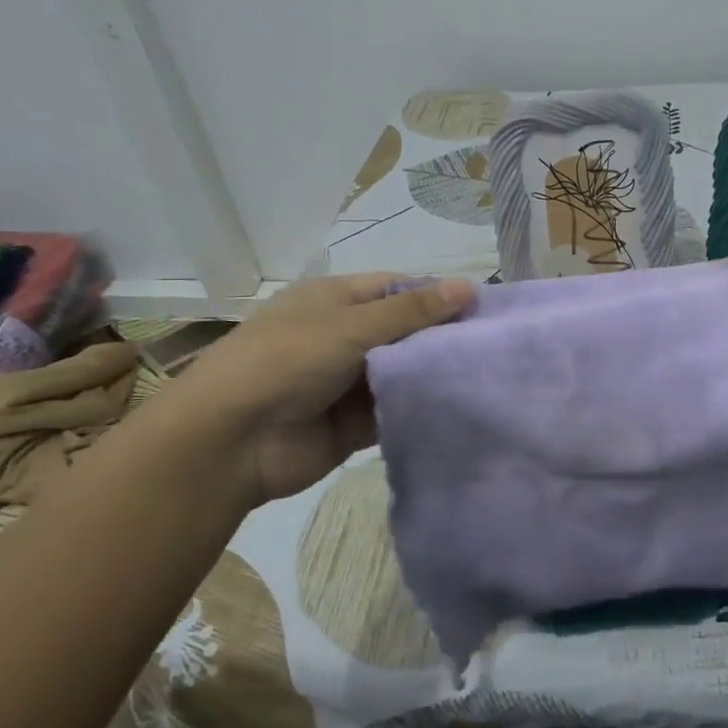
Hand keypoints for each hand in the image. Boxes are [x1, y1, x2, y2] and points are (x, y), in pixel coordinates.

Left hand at [161, 273, 472, 504]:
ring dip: (434, 376)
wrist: (231, 441)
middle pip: (405, 332)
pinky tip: (460, 409)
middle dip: (442, 338)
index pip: (398, 289)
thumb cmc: (287, 361)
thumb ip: (413, 312)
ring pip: (404, 374)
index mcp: (336, 300)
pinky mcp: (355, 425)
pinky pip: (396, 412)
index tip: (484, 310)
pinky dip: (421, 410)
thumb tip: (468, 286)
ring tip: (489, 378)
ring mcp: (348, 382)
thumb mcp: (352, 326)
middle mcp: (344, 336)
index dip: (438, 296)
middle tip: (496, 348)